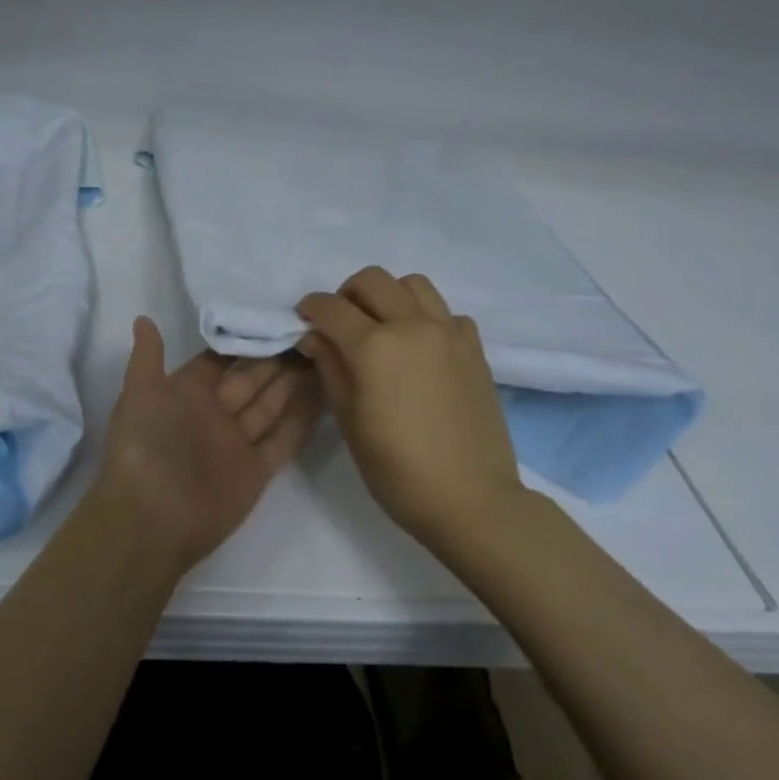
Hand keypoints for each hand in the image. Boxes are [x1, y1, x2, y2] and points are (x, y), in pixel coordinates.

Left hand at [92, 317, 320, 574]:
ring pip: (271, 406)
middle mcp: (214, 414)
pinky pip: (284, 441)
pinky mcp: (257, 471)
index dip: (245, 340)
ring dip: (294, 383)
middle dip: (277, 358)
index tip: (275, 316)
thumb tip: (143, 318)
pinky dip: (303, 421)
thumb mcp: (139, 394)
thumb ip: (147, 357)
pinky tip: (326, 396)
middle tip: (311, 332)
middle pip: (251, 379)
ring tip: (324, 354)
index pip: (221, 360)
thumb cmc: (144, 448)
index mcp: (186, 393)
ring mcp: (237, 442)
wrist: (151, 520)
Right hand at [296, 266, 532, 550]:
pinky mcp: (474, 348)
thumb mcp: (349, 420)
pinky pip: (445, 312)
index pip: (331, 307)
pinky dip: (426, 318)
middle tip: (341, 323)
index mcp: (374, 347)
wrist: (470, 499)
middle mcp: (412, 326)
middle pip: (372, 280)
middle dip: (347, 294)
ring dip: (389, 296)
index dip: (311, 308)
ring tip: (382, 327)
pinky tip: (420, 349)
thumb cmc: (397, 469)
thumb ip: (330, 368)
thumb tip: (314, 336)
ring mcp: (449, 333)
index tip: (304, 319)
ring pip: (413, 284)